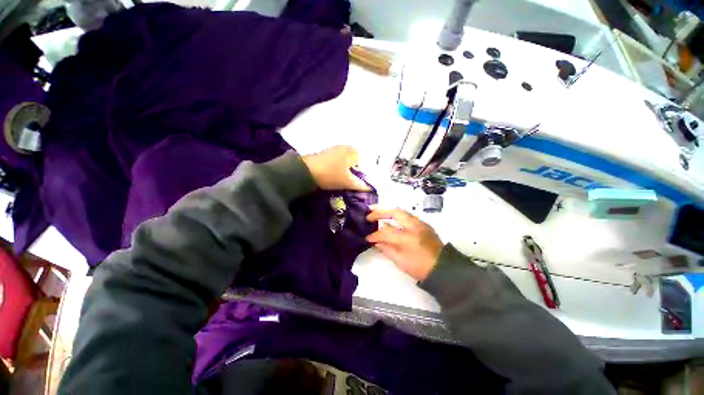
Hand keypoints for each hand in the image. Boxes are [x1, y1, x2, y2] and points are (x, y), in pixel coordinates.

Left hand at [301, 146, 370, 190]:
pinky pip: (338, 161)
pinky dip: (339, 169)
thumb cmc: (330, 175)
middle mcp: (344, 147)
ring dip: (348, 171)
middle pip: (355, 161)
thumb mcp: (347, 182)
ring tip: (345, 181)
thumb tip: (370, 188)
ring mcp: (333, 150)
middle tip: (355, 182)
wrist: (304, 172)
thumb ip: (361, 185)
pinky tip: (336, 177)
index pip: (365, 161)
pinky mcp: (325, 154)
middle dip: (356, 172)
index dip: (365, 173)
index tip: (363, 182)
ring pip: (346, 161)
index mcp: (352, 151)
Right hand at [366, 208, 443, 280]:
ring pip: (402, 212)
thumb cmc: (420, 267)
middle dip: (380, 212)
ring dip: (389, 212)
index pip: (385, 232)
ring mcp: (420, 224)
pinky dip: (398, 216)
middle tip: (370, 215)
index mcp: (406, 237)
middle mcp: (413, 226)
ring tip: (379, 214)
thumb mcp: (400, 261)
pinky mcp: (425, 225)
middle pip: (394, 213)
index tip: (367, 238)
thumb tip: (376, 242)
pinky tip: (393, 220)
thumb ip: (386, 249)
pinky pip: (408, 216)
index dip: (374, 235)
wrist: (443, 269)